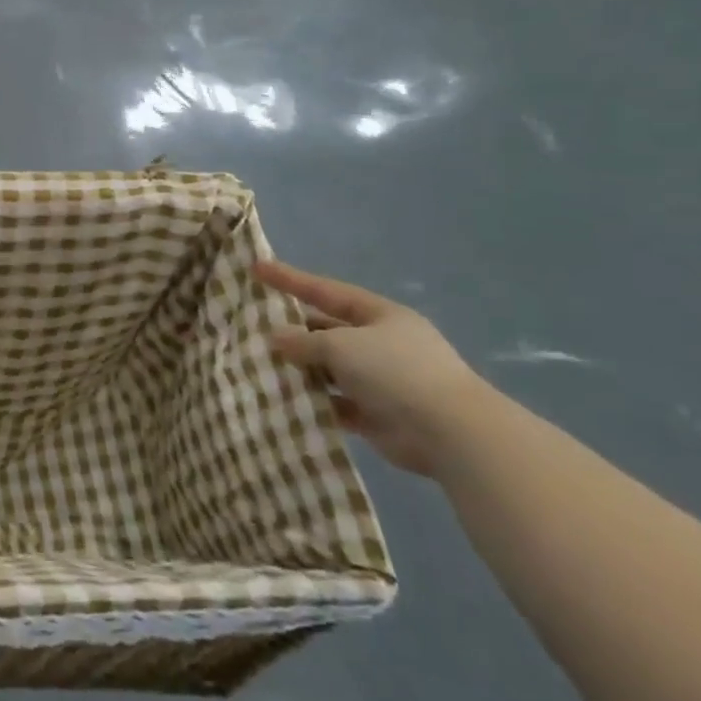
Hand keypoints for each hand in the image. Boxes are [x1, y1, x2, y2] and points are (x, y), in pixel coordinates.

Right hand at [255, 262, 500, 478]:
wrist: (449, 433)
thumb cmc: (394, 371)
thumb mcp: (341, 345)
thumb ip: (303, 341)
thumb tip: (276, 337)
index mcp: (380, 315)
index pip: (326, 291)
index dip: (290, 279)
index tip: (255, 267)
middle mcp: (380, 343)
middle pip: (326, 329)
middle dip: (292, 329)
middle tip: (251, 326)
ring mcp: (380, 380)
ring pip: (328, 367)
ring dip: (299, 368)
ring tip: (259, 364)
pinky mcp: (376, 414)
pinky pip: (334, 401)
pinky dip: (312, 400)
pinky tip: (283, 399)